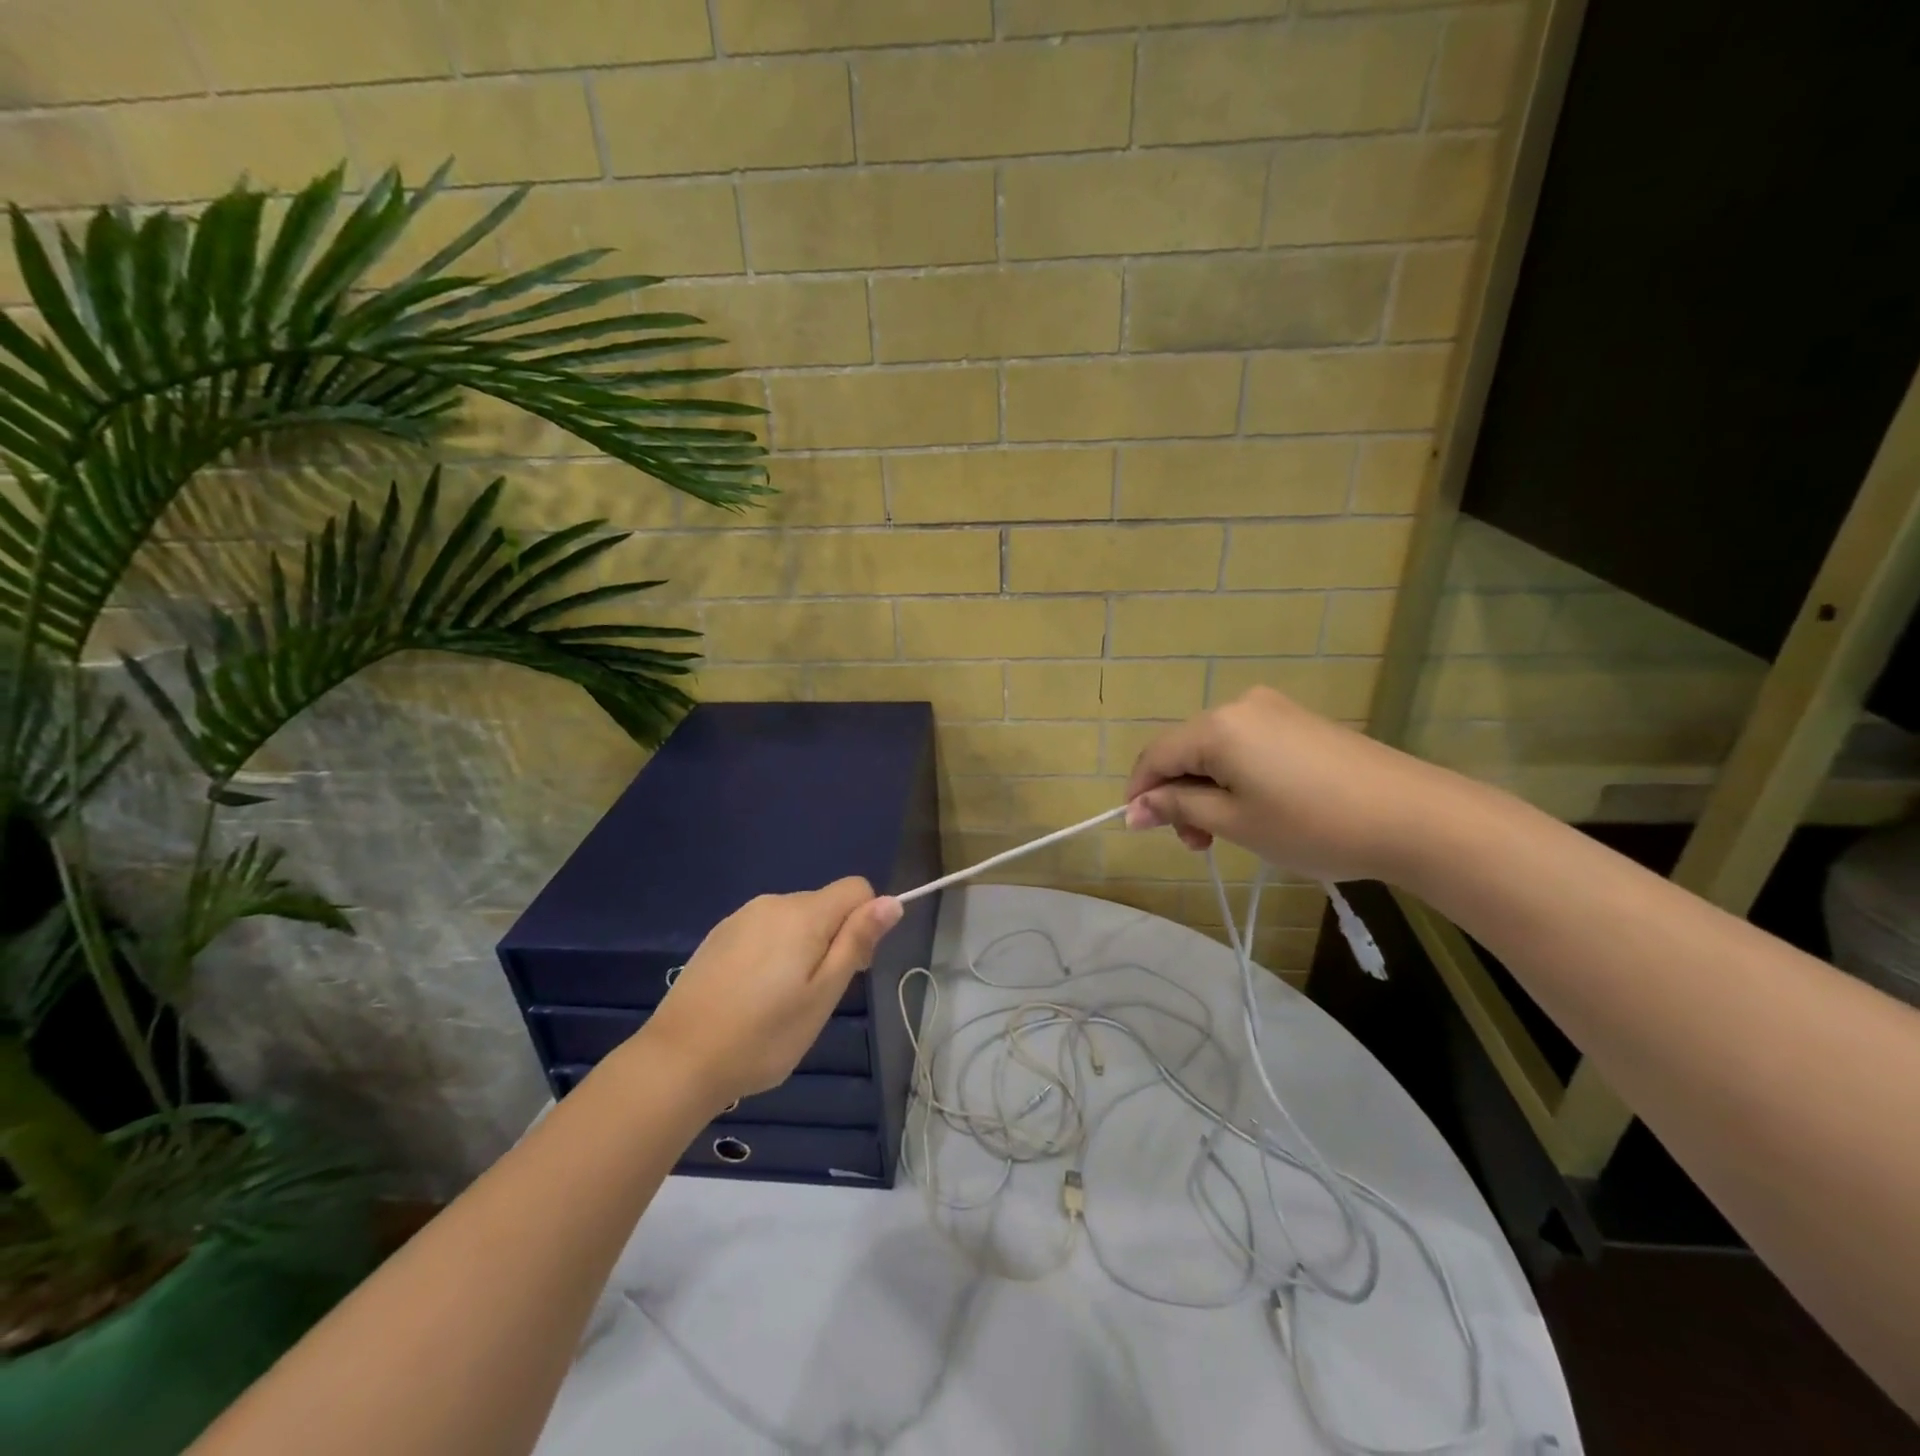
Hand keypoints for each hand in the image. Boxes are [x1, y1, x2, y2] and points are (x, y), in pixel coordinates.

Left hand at [629, 878, 902, 1110]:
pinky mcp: (719, 935)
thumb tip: (892, 901)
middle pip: (824, 906)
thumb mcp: (823, 995)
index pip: (857, 889)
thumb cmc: (763, 1035)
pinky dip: (772, 954)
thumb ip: (856, 942)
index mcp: (803, 914)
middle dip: (832, 941)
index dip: (865, 924)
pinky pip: (764, 931)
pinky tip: (751, 996)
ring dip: (801, 949)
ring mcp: (741, 917)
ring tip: (780, 1002)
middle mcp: (773, 903)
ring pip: (794, 920)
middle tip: (813, 997)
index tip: (849, 969)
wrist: (677, 1060)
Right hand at [1123, 687, 1451, 883]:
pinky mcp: (1301, 722)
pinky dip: (1237, 777)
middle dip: (1178, 795)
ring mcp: (1275, 710)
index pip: (1156, 755)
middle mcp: (1240, 706)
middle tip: (1196, 845)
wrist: (1414, 816)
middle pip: (1186, 749)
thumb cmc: (1313, 824)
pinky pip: (1248, 746)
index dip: (1140, 792)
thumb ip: (1179, 809)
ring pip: (1217, 749)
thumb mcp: (1235, 822)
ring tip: (1226, 833)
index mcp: (1217, 726)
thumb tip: (1136, 809)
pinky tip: (1257, 808)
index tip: (1138, 830)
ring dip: (1207, 789)